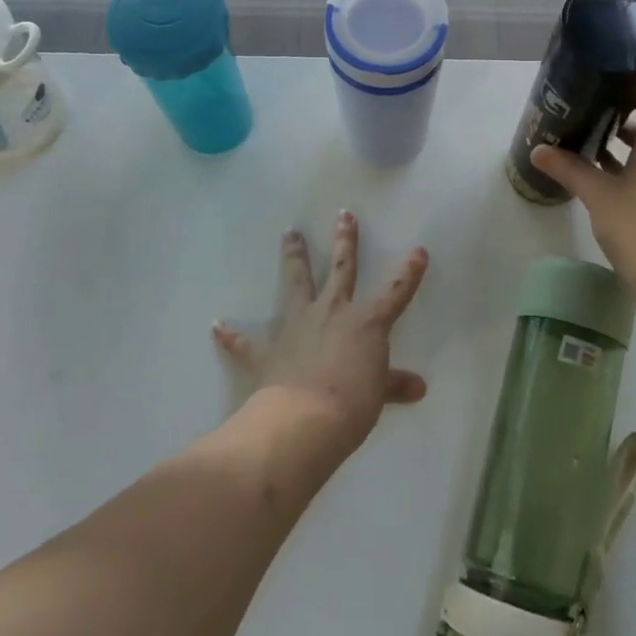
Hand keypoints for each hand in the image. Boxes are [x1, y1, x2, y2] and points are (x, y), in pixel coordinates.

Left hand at [212, 212, 428, 452]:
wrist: (304, 422)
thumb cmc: (351, 404)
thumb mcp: (378, 394)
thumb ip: (394, 384)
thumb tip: (418, 387)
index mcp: (366, 322)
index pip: (396, 291)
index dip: (409, 272)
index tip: (418, 251)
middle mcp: (332, 313)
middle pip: (341, 269)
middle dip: (345, 241)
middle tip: (343, 214)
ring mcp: (297, 327)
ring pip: (296, 283)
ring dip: (293, 258)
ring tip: (289, 233)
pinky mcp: (268, 352)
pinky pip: (246, 343)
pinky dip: (232, 336)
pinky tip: (217, 326)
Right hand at [530, 71, 635, 318]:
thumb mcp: (600, 197)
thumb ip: (569, 169)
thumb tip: (538, 150)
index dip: (632, 71)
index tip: (601, 70)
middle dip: (619, 102)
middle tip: (583, 99)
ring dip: (624, 132)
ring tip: (586, 129)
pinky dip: (632, 157)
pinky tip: (601, 167)